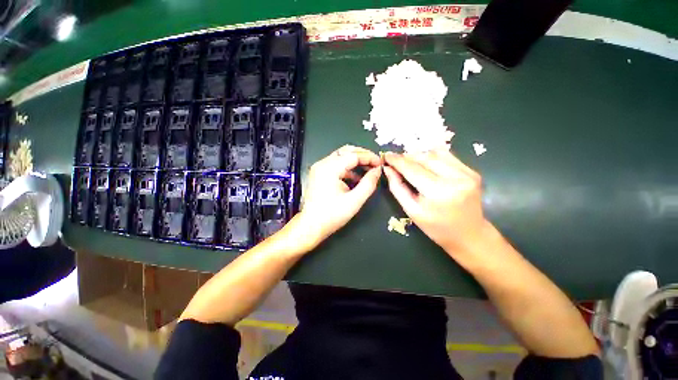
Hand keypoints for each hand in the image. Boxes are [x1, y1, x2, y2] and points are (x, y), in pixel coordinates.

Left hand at [295, 145, 381, 248]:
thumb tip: (377, 170)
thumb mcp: (354, 201)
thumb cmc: (332, 215)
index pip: (353, 155)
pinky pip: (336, 165)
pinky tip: (356, 177)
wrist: (311, 226)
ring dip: (355, 161)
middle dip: (363, 155)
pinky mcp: (319, 174)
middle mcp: (322, 164)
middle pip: (346, 151)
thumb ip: (368, 184)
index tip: (381, 163)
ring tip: (368, 169)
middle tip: (375, 163)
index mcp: (330, 168)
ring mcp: (319, 168)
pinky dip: (347, 168)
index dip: (369, 157)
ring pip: (341, 157)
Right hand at [383, 150, 489, 257]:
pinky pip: (447, 156)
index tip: (386, 155)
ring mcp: (467, 173)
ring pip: (436, 153)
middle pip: (424, 158)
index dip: (397, 161)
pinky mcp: (472, 171)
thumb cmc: (436, 227)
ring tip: (409, 162)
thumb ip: (397, 187)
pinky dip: (432, 156)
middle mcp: (455, 179)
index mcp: (438, 192)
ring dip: (419, 155)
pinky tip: (425, 163)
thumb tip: (388, 169)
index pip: (412, 169)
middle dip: (407, 157)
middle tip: (396, 161)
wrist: (469, 234)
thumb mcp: (411, 210)